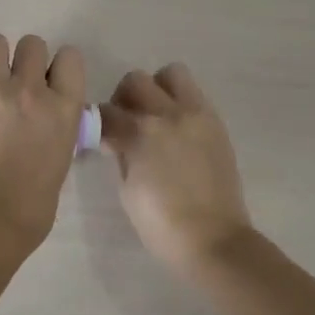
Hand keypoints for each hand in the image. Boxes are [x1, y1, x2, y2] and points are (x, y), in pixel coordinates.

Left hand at [0, 34, 84, 250]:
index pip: (70, 57)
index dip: (60, 66)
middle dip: (27, 59)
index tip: (52, 81)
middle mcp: (30, 89)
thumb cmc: (32, 204)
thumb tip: (48, 118)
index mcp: (63, 107)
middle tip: (19, 84)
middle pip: (32, 43)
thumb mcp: (61, 158)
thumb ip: (57, 126)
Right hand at [100, 64, 252, 278]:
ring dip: (157, 89)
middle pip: (135, 81)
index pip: (106, 112)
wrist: (215, 241)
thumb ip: (120, 154)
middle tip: (126, 122)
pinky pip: (194, 94)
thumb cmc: (162, 224)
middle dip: (124, 98)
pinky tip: (177, 129)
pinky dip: (180, 102)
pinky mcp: (215, 123)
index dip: (98, 123)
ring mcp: (196, 115)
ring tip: (156, 115)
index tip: (100, 137)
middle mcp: (167, 114)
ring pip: (171, 74)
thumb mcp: (127, 190)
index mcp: (139, 134)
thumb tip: (116, 140)